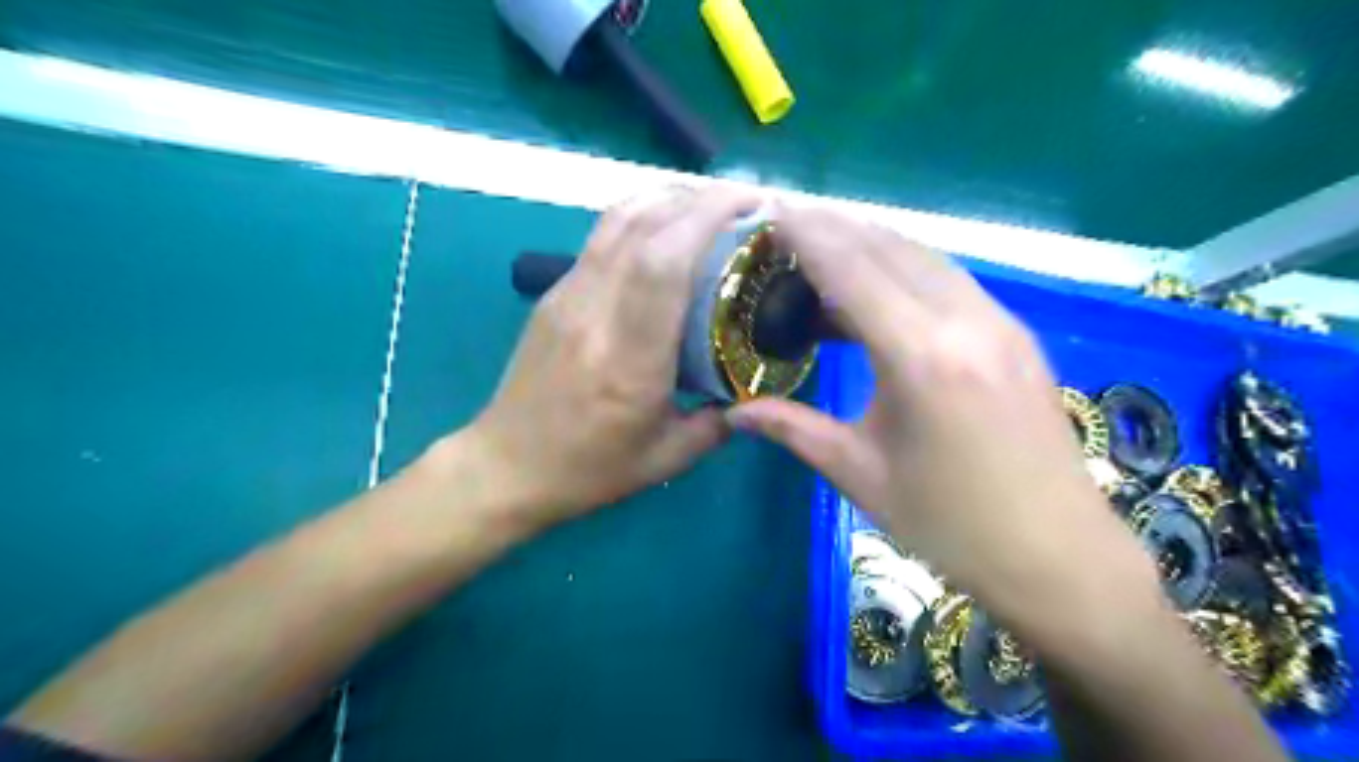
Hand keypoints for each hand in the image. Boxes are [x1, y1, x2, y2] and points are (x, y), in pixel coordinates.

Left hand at [466, 185, 761, 529]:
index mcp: (628, 360)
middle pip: (641, 226)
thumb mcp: (667, 458)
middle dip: (697, 198)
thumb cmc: (589, 469)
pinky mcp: (553, 295)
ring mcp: (566, 298)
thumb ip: (719, 424)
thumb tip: (756, 394)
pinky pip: (601, 238)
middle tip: (741, 200)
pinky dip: (640, 217)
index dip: (706, 218)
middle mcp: (594, 314)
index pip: (662, 264)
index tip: (750, 203)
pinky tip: (665, 230)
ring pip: (615, 221)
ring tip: (707, 204)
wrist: (506, 466)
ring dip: (666, 198)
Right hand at [726, 206, 1160, 640]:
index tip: (771, 211)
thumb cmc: (950, 525)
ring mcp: (999, 321)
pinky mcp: (1014, 332)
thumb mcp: (860, 475)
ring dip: (870, 242)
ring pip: (924, 255)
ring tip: (822, 248)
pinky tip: (876, 285)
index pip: (852, 269)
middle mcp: (965, 320)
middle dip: (835, 227)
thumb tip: (734, 411)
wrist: (1058, 556)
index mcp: (921, 356)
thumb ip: (793, 428)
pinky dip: (903, 266)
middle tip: (787, 224)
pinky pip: (948, 277)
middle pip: (890, 247)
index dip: (808, 234)